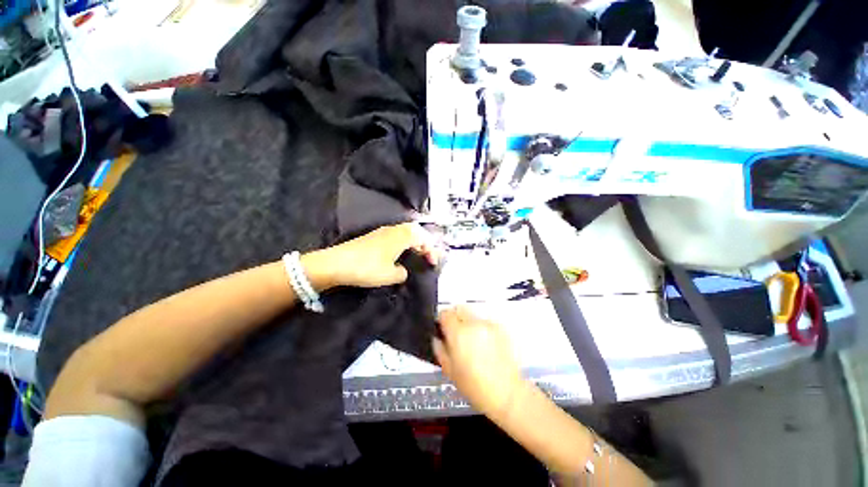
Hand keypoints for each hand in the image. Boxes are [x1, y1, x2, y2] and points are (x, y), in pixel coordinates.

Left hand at [302, 223, 439, 290]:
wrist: (336, 264)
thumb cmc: (367, 268)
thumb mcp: (390, 275)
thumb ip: (403, 272)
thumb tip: (403, 270)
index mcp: (401, 236)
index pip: (423, 238)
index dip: (431, 250)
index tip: (433, 263)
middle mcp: (393, 230)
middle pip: (415, 230)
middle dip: (424, 242)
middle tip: (427, 256)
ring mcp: (382, 231)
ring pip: (405, 232)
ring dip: (413, 242)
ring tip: (416, 254)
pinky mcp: (373, 236)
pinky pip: (395, 235)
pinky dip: (403, 242)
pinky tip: (400, 253)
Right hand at [433, 306, 523, 417]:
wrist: (507, 393)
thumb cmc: (475, 386)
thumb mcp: (449, 370)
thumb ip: (440, 349)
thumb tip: (437, 338)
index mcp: (458, 333)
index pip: (445, 313)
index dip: (441, 320)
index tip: (442, 329)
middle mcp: (474, 324)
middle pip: (459, 309)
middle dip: (455, 318)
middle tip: (455, 334)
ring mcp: (488, 324)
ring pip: (472, 315)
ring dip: (468, 323)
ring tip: (471, 341)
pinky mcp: (500, 328)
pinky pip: (485, 322)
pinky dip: (481, 328)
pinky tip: (484, 345)